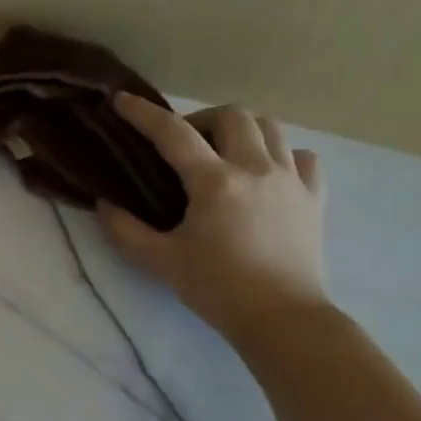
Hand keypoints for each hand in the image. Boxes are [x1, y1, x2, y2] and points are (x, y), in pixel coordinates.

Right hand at [98, 96, 329, 343]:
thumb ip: (125, 230)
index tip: (121, 101)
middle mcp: (256, 169)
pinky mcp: (314, 198)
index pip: (173, 133)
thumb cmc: (216, 288)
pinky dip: (281, 155)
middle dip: (200, 119)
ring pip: (270, 128)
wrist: (283, 318)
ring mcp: (291, 180)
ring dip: (240, 130)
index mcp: (215, 182)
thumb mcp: (159, 261)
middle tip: (182, 143)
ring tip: (222, 153)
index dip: (143, 114)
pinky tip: (266, 173)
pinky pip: (302, 158)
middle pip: (231, 116)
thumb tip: (105, 205)